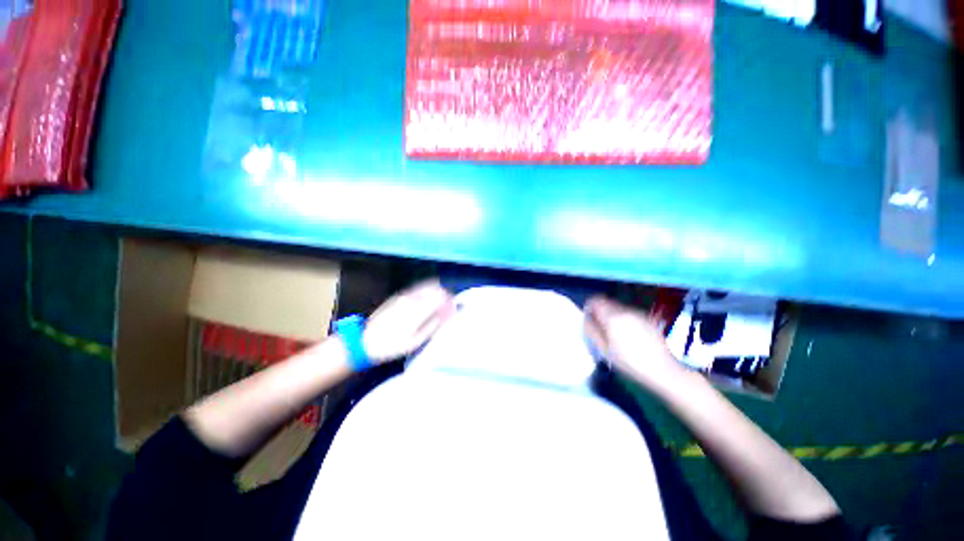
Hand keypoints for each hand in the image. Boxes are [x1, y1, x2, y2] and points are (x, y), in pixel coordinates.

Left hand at [361, 279, 455, 363]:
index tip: (454, 307)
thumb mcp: (414, 342)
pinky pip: (417, 288)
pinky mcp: (398, 296)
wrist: (364, 342)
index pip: (440, 298)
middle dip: (445, 294)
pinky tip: (428, 297)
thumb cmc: (392, 346)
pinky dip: (427, 289)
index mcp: (417, 311)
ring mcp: (404, 296)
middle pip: (434, 289)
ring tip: (441, 300)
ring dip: (437, 290)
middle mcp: (412, 299)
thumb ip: (432, 326)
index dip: (450, 300)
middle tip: (449, 304)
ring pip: (426, 286)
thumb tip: (446, 315)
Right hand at [584, 295, 686, 391]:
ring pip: (619, 308)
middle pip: (607, 303)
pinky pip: (630, 314)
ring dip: (613, 316)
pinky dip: (625, 320)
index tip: (589, 318)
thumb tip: (586, 319)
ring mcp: (638, 314)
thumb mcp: (604, 350)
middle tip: (601, 328)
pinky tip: (630, 336)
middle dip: (601, 312)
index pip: (596, 300)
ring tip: (616, 334)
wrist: (663, 371)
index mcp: (612, 318)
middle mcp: (625, 311)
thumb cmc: (629, 363)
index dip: (589, 306)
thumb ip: (592, 331)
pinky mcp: (648, 319)